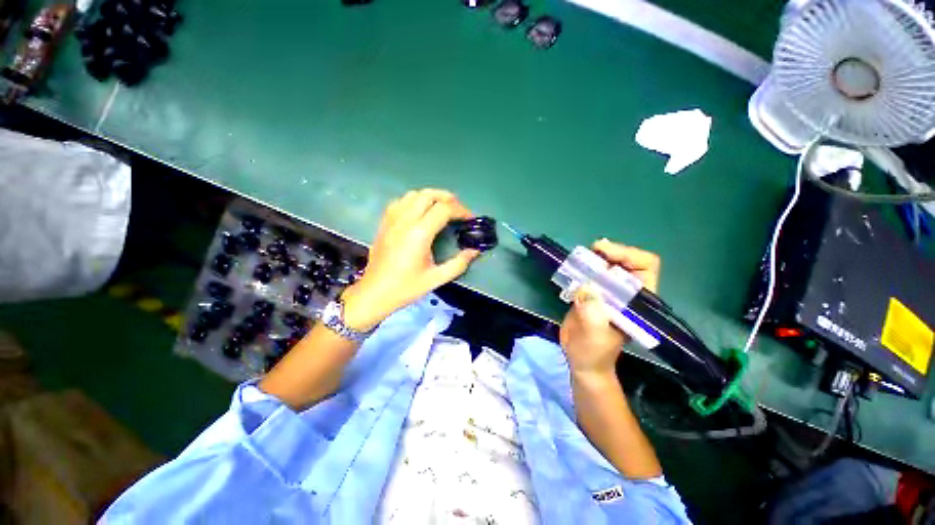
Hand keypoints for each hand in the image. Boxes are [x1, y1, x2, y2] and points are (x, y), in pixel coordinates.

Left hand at [340, 189, 480, 330]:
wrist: (374, 293)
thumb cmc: (406, 287)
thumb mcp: (436, 278)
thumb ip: (459, 263)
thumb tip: (475, 251)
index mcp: (419, 233)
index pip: (444, 209)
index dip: (461, 210)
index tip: (470, 218)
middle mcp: (405, 221)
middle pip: (428, 195)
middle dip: (448, 198)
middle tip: (459, 209)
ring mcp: (392, 220)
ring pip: (413, 194)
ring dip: (431, 196)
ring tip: (442, 207)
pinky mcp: (384, 223)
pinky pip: (400, 201)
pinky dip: (414, 200)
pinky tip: (420, 211)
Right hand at [559, 239, 660, 376]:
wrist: (581, 360)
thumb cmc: (594, 353)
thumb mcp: (594, 336)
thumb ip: (593, 314)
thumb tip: (585, 288)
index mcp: (637, 301)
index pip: (646, 266)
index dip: (628, 254)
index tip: (603, 253)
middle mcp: (626, 292)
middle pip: (625, 261)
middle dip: (609, 252)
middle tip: (589, 252)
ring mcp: (608, 292)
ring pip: (607, 264)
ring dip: (594, 258)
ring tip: (579, 258)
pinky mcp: (592, 293)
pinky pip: (590, 273)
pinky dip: (582, 266)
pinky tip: (572, 267)